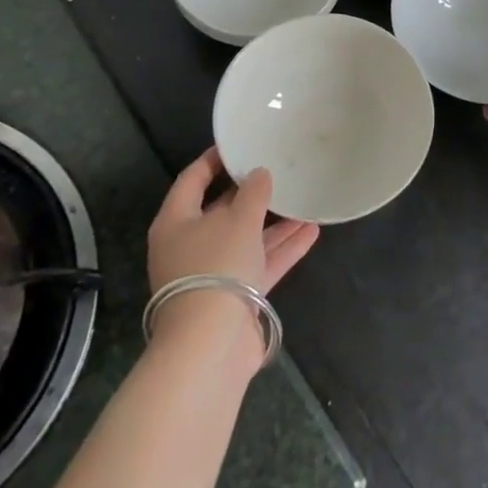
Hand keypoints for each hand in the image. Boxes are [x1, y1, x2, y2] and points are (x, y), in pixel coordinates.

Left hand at [146, 148, 319, 362]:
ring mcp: (212, 273)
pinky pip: (260, 264)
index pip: (192, 180)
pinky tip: (311, 231)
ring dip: (274, 223)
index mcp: (176, 222)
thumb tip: (259, 174)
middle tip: (277, 170)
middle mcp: (190, 246)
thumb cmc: (216, 266)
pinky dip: (282, 249)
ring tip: (304, 200)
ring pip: (246, 238)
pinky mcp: (235, 297)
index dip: (213, 160)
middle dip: (251, 194)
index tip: (236, 144)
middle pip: (221, 211)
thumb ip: (252, 192)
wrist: (211, 343)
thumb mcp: (238, 220)